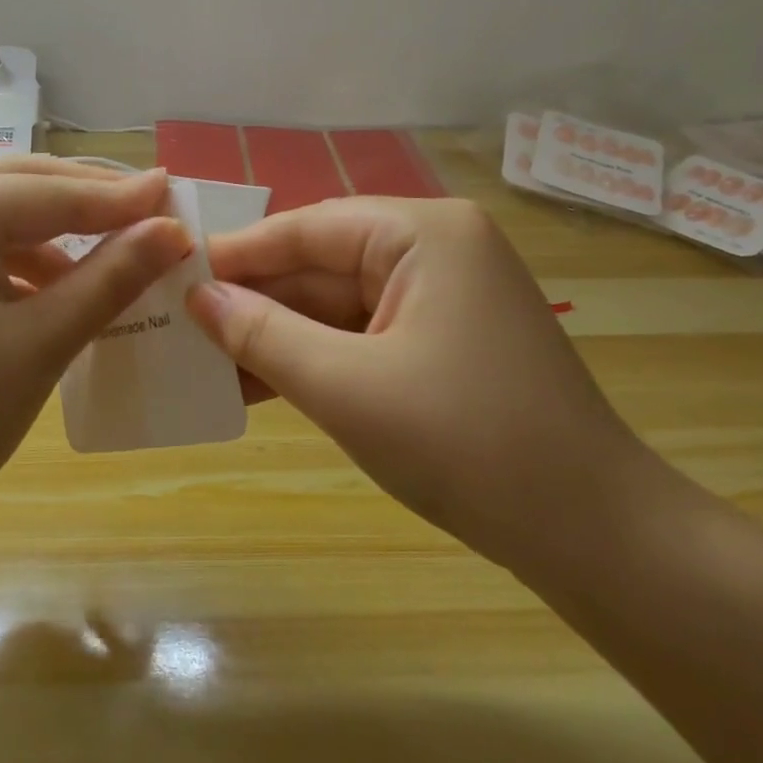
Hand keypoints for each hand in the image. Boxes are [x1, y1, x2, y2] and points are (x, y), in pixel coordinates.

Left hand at [0, 158, 191, 610]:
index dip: (119, 197)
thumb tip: (174, 230)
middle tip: (149, 214)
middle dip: (84, 199)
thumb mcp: (40, 345)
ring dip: (50, 230)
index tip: (176, 191)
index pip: (49, 191)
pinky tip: (51, 286)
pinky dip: (13, 258)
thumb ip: (111, 277)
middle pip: (15, 186)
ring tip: (111, 252)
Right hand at [185, 197, 638, 560]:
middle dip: (254, 301)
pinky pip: (362, 337)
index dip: (237, 253)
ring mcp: (443, 298)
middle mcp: (436, 250)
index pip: (308, 227)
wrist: (592, 535)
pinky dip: (315, 360)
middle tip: (178, 324)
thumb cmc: (466, 443)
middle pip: (322, 265)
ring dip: (278, 336)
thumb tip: (197, 298)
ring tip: (203, 360)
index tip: (171, 272)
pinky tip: (258, 383)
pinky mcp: (444, 343)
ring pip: (337, 306)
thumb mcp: (347, 386)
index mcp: (423, 233)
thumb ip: (264, 334)